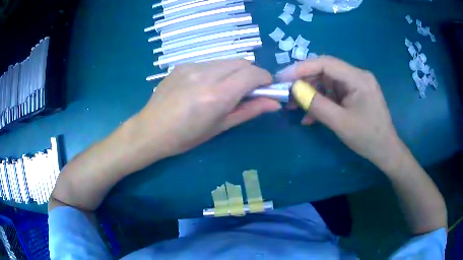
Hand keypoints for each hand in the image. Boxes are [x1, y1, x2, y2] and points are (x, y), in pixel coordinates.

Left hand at [134, 60, 281, 158]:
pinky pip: (210, 63)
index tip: (267, 89)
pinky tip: (206, 86)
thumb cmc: (185, 137)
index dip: (265, 79)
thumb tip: (274, 103)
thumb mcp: (220, 127)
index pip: (252, 74)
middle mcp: (205, 74)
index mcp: (216, 95)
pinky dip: (218, 71)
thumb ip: (249, 111)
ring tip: (226, 89)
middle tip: (248, 91)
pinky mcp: (182, 64)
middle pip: (242, 62)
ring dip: (235, 72)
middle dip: (252, 74)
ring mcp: (192, 66)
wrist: (150, 130)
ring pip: (226, 61)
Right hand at [277, 56, 403, 170]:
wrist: (385, 151)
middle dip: (304, 82)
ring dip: (310, 94)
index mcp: (358, 78)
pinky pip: (332, 94)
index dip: (301, 68)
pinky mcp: (353, 95)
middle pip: (325, 71)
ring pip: (326, 83)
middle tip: (286, 94)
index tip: (281, 77)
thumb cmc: (367, 137)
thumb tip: (294, 90)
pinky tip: (310, 116)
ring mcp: (355, 85)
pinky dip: (320, 103)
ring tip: (294, 107)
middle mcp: (356, 76)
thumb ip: (317, 105)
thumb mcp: (340, 123)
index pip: (326, 63)